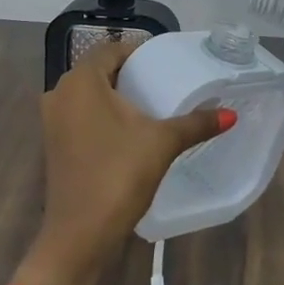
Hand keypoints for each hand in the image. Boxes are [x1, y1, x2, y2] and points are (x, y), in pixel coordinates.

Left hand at [15, 39, 232, 284]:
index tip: (166, 62)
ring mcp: (53, 121)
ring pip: (89, 95)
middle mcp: (60, 93)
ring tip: (151, 105)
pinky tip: (129, 130)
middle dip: (130, 74)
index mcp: (81, 81)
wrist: (79, 234)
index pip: (111, 50)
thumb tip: (230, 115)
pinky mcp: (54, 144)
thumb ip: (196, 124)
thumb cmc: (118, 175)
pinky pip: (81, 116)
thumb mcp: (162, 143)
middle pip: (99, 71)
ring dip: (116, 96)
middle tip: (164, 81)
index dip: (139, 52)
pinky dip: (103, 116)